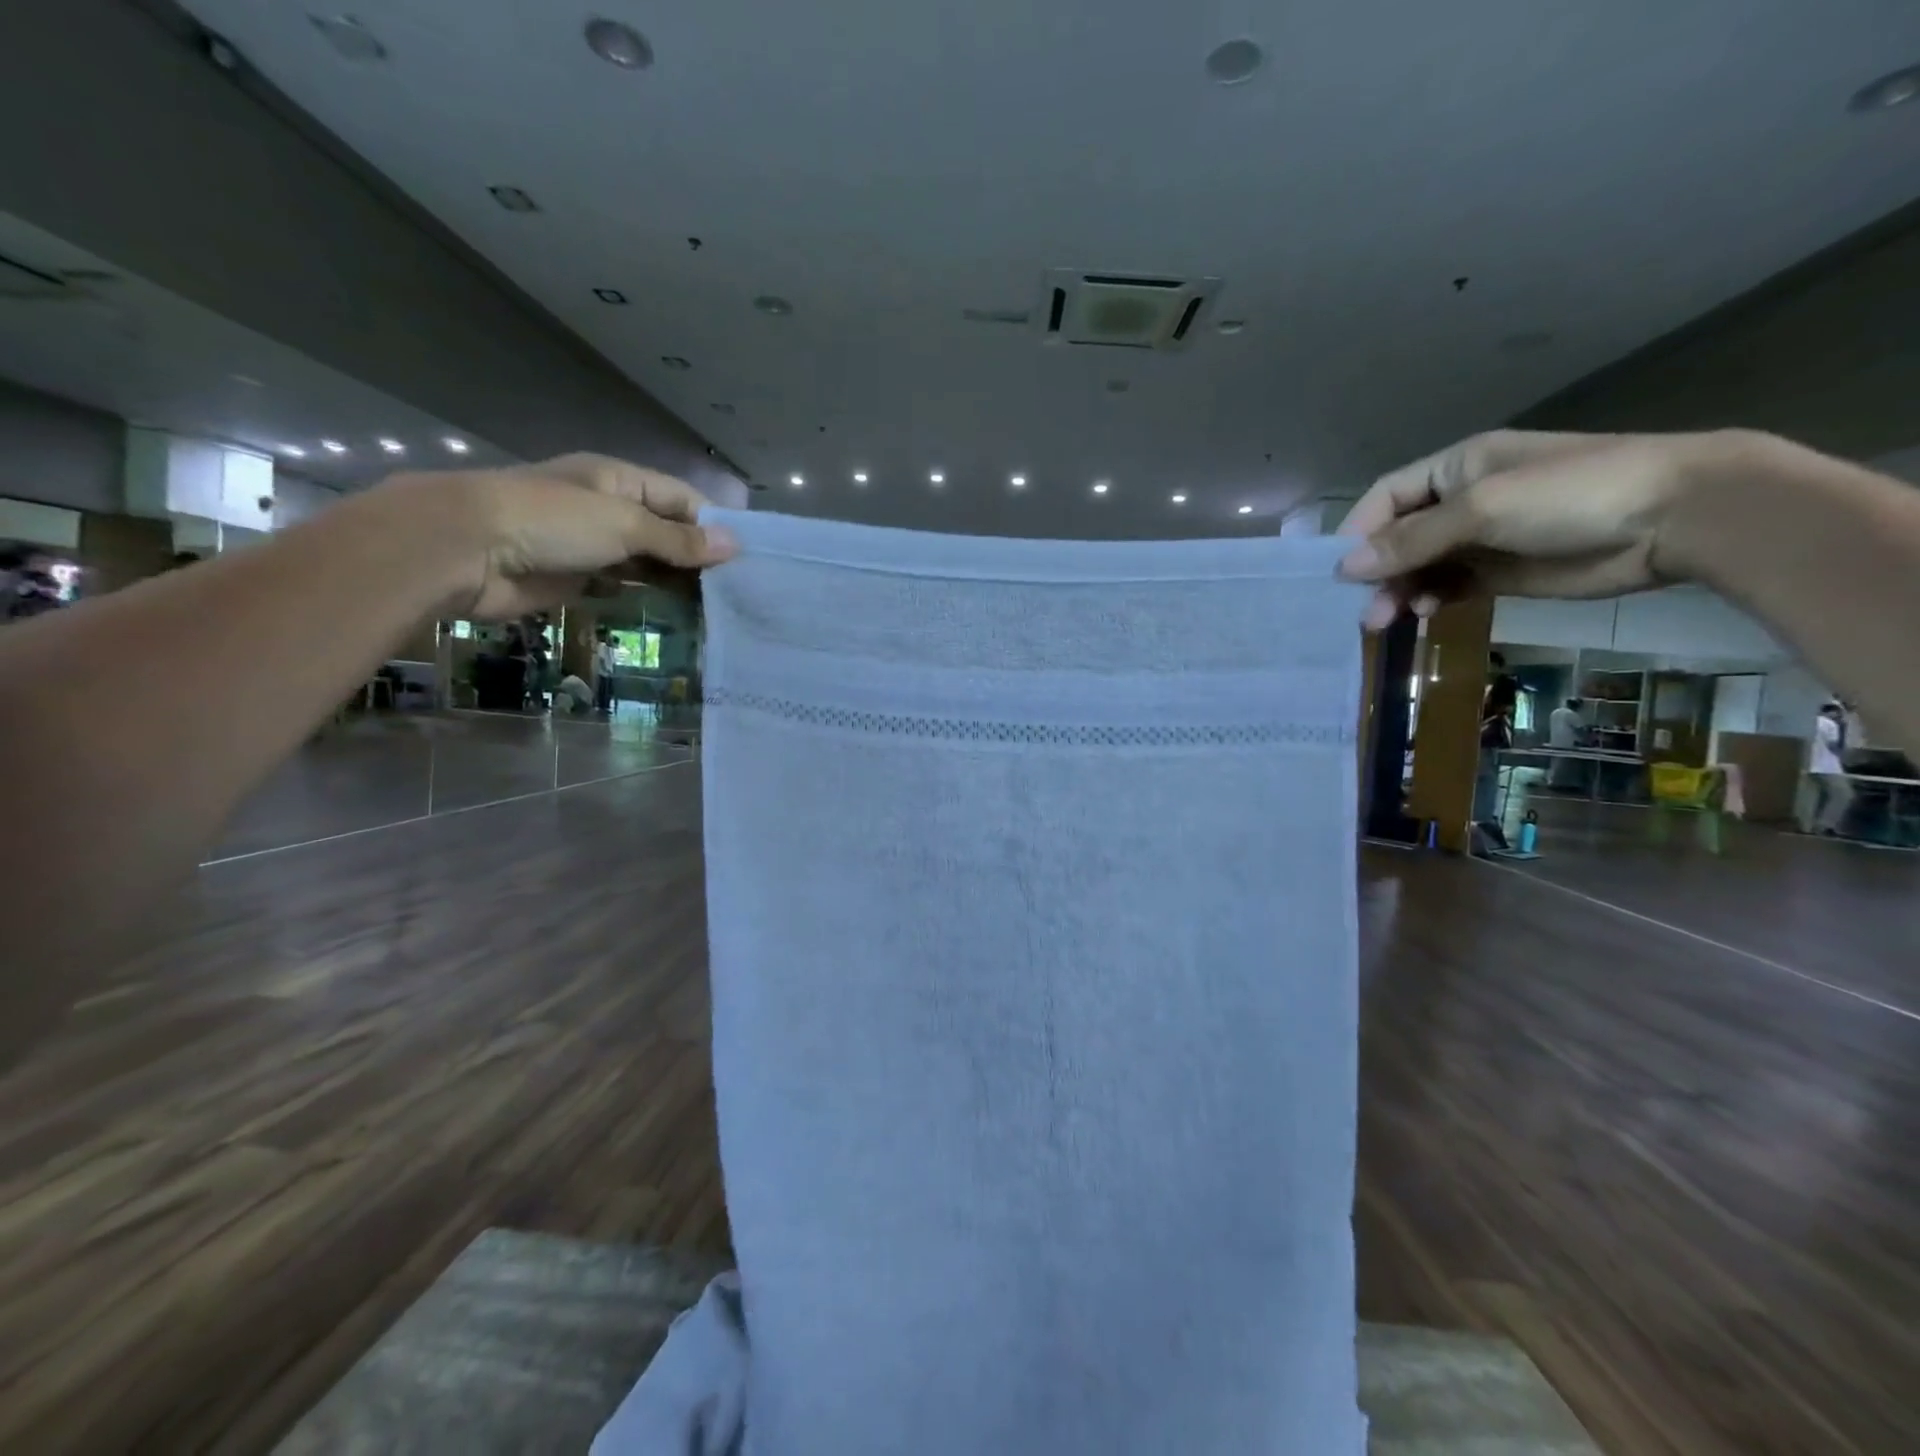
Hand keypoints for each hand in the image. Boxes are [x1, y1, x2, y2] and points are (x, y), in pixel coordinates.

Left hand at [397, 453, 738, 617]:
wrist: (465, 551)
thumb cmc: (550, 521)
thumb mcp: (623, 523)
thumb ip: (678, 539)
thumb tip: (733, 545)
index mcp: (620, 480)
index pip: (681, 499)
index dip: (713, 524)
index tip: (747, 558)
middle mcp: (610, 508)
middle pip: (667, 531)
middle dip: (699, 557)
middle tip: (740, 590)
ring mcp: (594, 544)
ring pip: (649, 561)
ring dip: (678, 580)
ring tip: (719, 606)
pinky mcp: (579, 577)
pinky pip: (625, 585)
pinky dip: (650, 596)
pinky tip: (680, 612)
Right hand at [1334, 429, 1730, 629]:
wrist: (1675, 518)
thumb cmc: (1573, 494)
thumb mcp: (1483, 508)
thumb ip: (1413, 540)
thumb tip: (1346, 568)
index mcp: (1456, 469)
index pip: (1386, 498)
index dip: (1358, 531)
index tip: (1339, 572)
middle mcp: (1461, 501)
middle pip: (1397, 537)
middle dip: (1376, 572)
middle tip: (1363, 610)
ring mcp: (1481, 538)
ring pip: (1418, 567)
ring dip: (1397, 592)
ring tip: (1387, 620)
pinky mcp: (1499, 572)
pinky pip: (1446, 586)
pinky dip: (1428, 600)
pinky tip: (1423, 613)